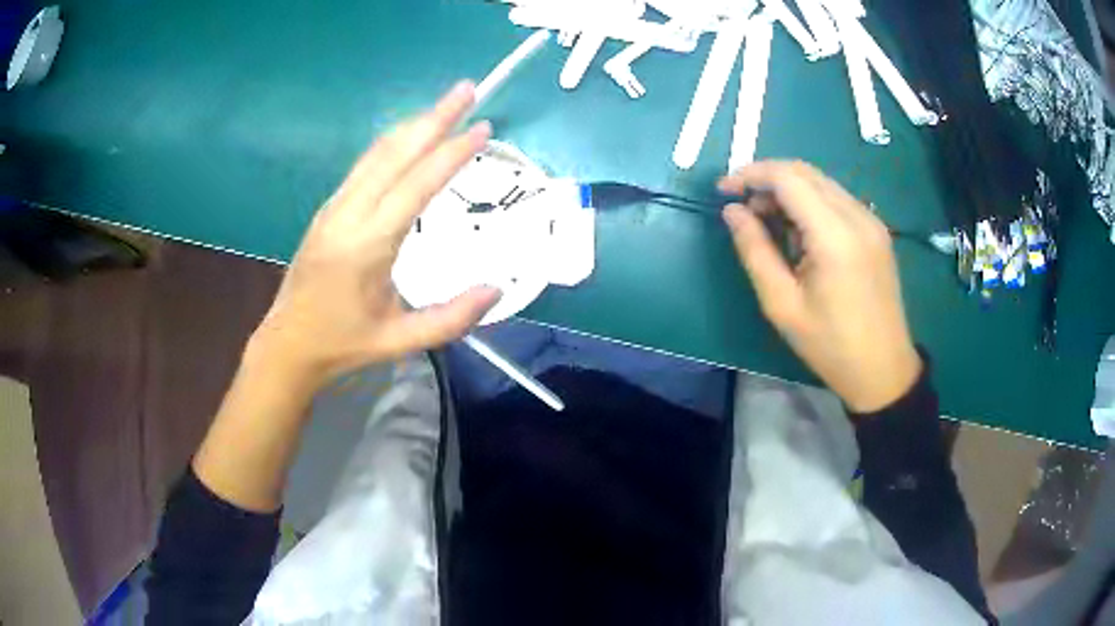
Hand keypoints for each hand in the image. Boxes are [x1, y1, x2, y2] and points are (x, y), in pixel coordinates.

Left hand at [248, 82, 500, 385]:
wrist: (287, 343)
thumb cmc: (343, 344)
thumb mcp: (399, 340)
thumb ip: (450, 319)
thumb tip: (497, 290)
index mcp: (367, 245)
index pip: (416, 185)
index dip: (451, 153)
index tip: (482, 128)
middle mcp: (348, 214)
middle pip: (395, 152)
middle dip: (433, 117)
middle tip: (467, 89)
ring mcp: (333, 207)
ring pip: (376, 152)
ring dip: (413, 124)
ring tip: (445, 105)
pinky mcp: (328, 208)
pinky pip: (365, 165)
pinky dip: (394, 143)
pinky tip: (410, 137)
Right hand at [720, 161, 920, 412]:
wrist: (883, 368)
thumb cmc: (830, 344)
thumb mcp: (782, 304)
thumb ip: (755, 250)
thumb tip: (732, 211)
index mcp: (834, 235)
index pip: (787, 177)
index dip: (751, 174)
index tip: (724, 190)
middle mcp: (857, 215)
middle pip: (804, 172)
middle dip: (767, 179)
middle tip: (744, 209)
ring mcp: (871, 220)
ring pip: (821, 182)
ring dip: (789, 191)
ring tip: (768, 223)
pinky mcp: (877, 230)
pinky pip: (837, 199)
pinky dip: (810, 202)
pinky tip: (800, 233)